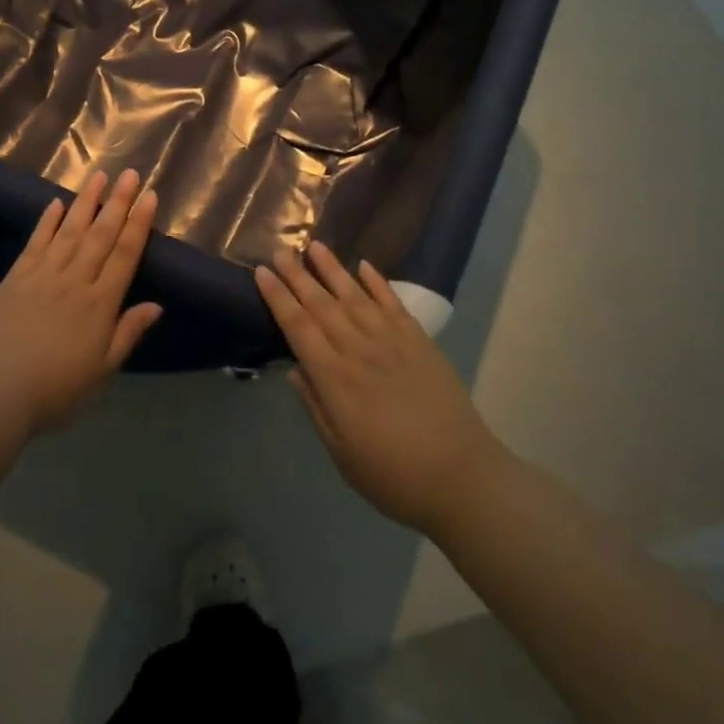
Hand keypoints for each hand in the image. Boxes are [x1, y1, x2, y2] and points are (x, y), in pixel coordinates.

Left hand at [0, 170, 162, 434]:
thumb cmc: (56, 389)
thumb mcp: (102, 370)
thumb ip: (127, 333)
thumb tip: (156, 305)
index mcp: (100, 304)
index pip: (125, 254)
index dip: (139, 224)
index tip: (149, 196)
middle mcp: (75, 280)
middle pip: (101, 234)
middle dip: (118, 202)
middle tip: (130, 173)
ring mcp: (43, 275)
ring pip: (70, 230)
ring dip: (86, 202)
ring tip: (99, 175)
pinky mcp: (16, 278)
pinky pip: (36, 242)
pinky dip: (47, 221)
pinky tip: (57, 203)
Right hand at [256, 244, 503, 533]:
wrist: (462, 477)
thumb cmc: (393, 475)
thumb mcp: (341, 453)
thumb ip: (316, 407)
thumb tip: (296, 370)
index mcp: (335, 378)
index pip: (298, 327)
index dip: (278, 298)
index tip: (262, 272)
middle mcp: (359, 350)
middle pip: (322, 304)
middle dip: (298, 276)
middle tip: (280, 251)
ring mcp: (392, 341)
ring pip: (355, 296)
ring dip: (333, 269)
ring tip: (315, 245)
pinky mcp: (420, 342)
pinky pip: (393, 303)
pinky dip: (378, 282)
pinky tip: (364, 266)